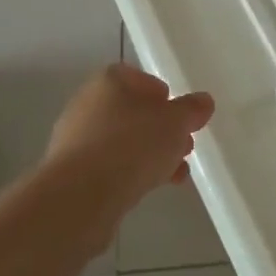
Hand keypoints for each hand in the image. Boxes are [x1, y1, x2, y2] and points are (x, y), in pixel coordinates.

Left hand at [44, 64, 214, 206]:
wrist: (80, 197)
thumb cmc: (131, 146)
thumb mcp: (175, 123)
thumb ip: (192, 109)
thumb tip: (203, 101)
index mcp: (108, 82)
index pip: (139, 78)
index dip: (163, 95)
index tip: (182, 116)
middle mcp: (87, 104)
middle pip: (132, 111)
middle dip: (162, 129)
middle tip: (184, 146)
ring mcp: (76, 140)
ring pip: (123, 141)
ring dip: (150, 154)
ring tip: (176, 173)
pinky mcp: (72, 173)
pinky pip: (110, 166)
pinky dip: (131, 173)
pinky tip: (152, 188)